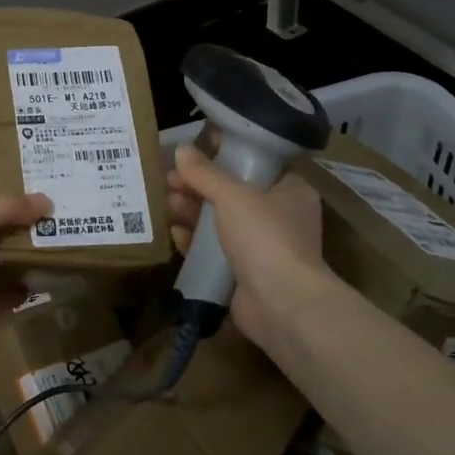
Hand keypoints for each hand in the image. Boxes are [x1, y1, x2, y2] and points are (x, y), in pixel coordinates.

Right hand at [167, 145, 333, 352]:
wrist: (283, 305)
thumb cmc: (265, 237)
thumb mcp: (233, 196)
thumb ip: (205, 173)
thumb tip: (181, 149)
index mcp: (289, 190)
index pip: (255, 162)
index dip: (222, 154)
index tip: (191, 151)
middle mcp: (278, 215)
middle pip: (231, 192)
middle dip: (198, 186)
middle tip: (168, 180)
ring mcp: (261, 246)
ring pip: (220, 221)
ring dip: (192, 212)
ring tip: (166, 203)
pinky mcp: (244, 272)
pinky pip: (214, 250)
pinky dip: (194, 241)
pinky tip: (174, 234)